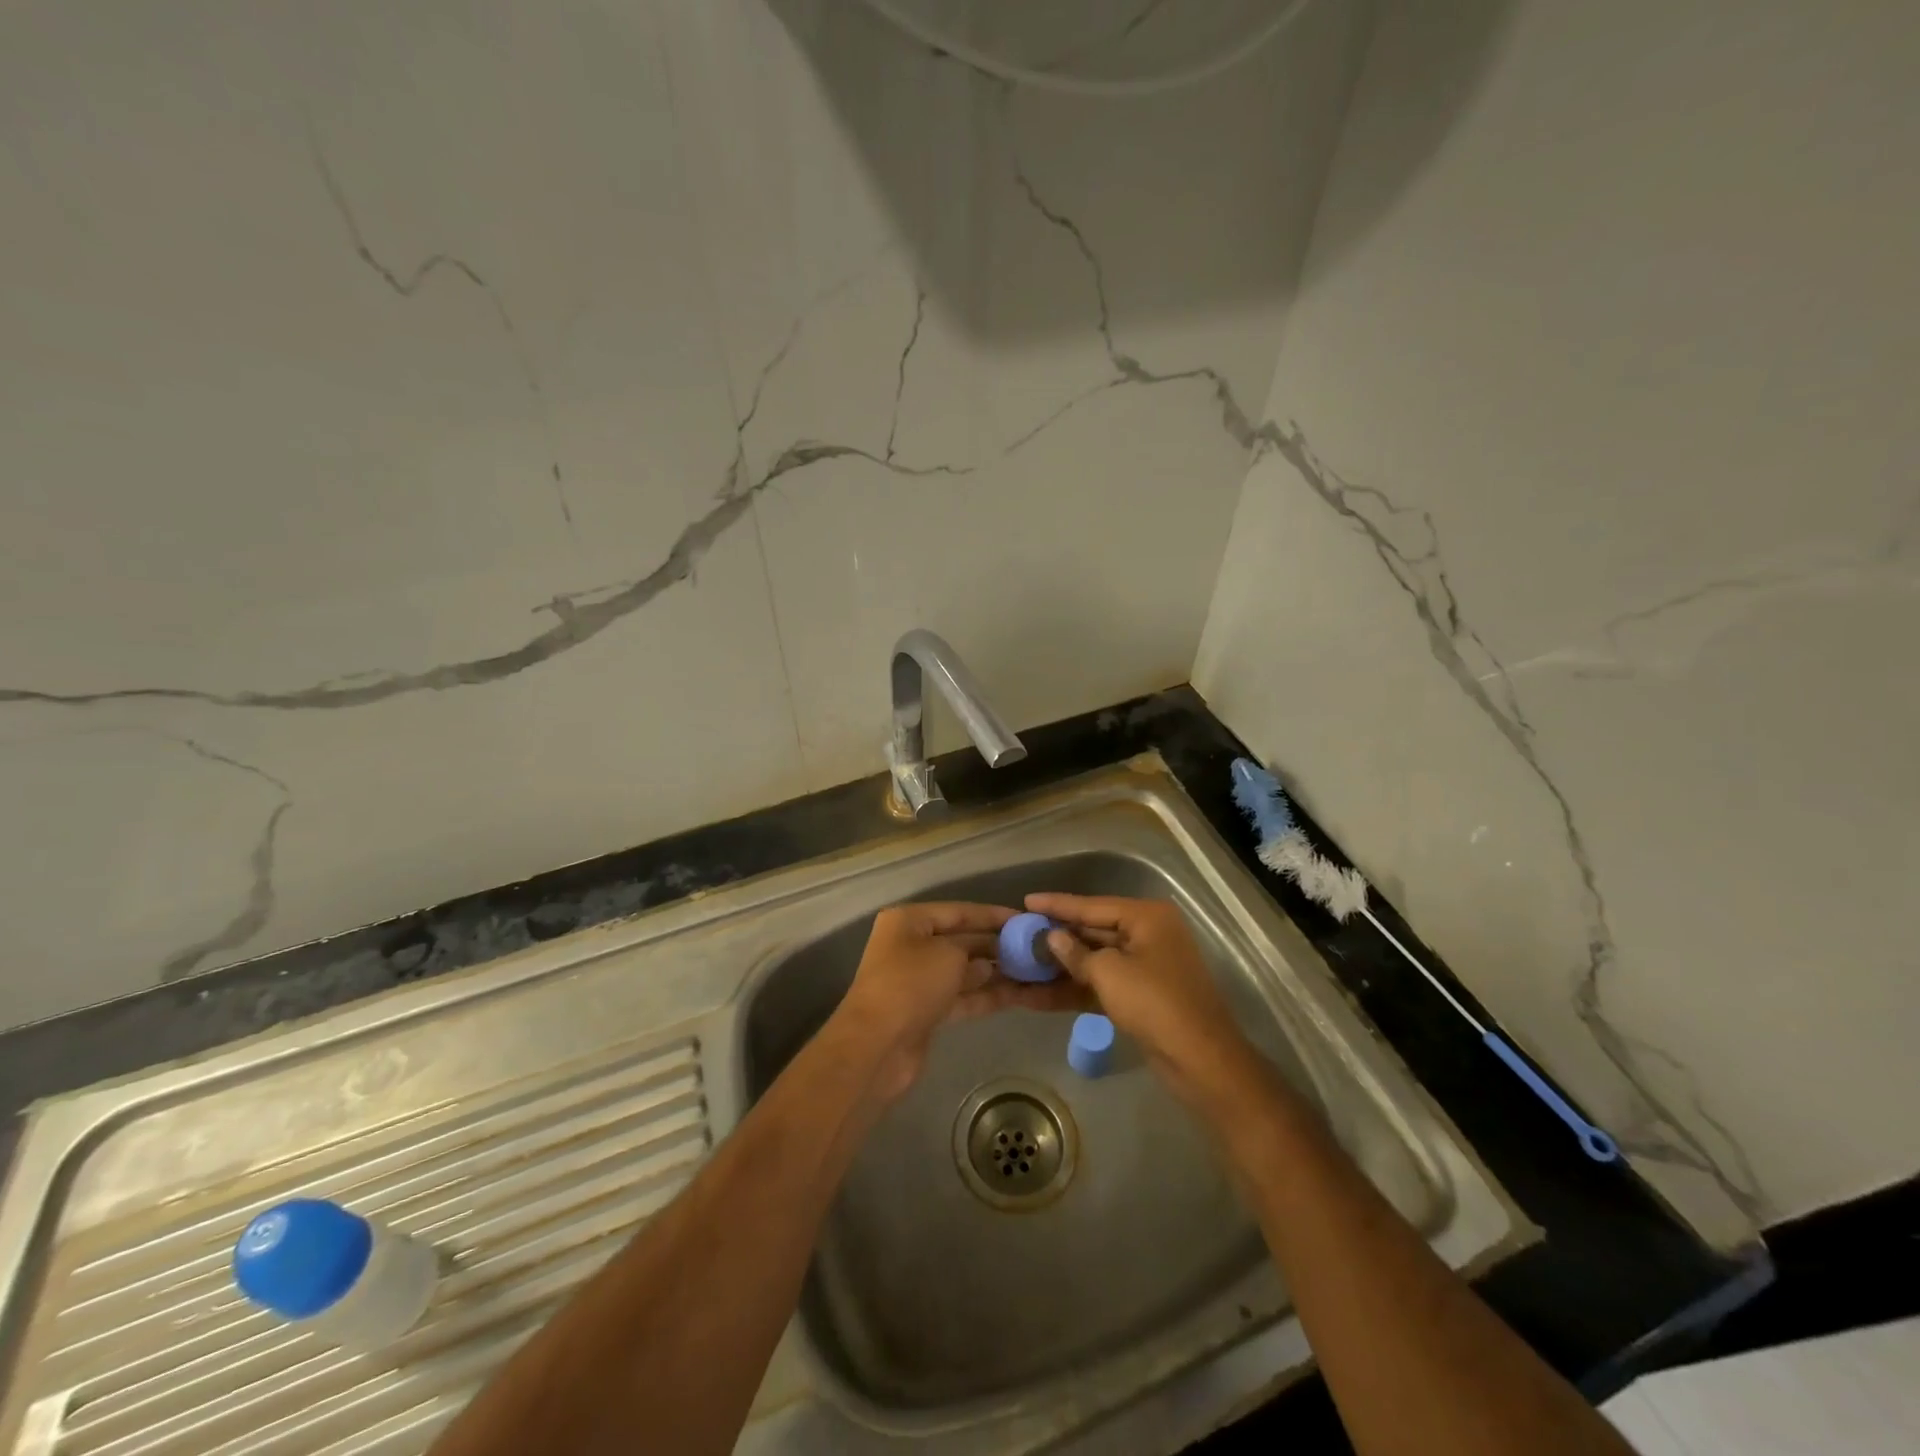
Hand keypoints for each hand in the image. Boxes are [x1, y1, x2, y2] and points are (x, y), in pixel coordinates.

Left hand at [833, 902, 1083, 1101]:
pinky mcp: (925, 1011)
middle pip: (961, 940)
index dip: (992, 915)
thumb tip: (988, 962)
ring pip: (963, 971)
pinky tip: (1017, 994)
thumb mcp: (948, 954)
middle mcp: (911, 946)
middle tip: (1034, 948)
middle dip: (995, 944)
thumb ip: (974, 951)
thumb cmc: (911, 984)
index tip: (1025, 919)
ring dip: (995, 972)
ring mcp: (917, 981)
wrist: (878, 1046)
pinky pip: (961, 997)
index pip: (958, 911)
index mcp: (909, 921)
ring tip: (1033, 971)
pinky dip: (985, 996)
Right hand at [1025, 893, 1256, 1106]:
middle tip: (1019, 933)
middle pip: (1093, 931)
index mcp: (1146, 917)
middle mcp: (1147, 935)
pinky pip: (1101, 984)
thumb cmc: (1155, 1003)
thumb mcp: (1109, 972)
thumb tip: (1053, 938)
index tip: (1025, 900)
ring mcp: (1145, 967)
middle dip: (1056, 937)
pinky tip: (1040, 994)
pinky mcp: (1140, 996)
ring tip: (1022, 964)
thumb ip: (1076, 953)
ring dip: (1060, 967)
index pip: (1092, 905)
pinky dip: (1075, 988)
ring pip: (1094, 960)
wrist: (1200, 1061)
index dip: (1057, 905)